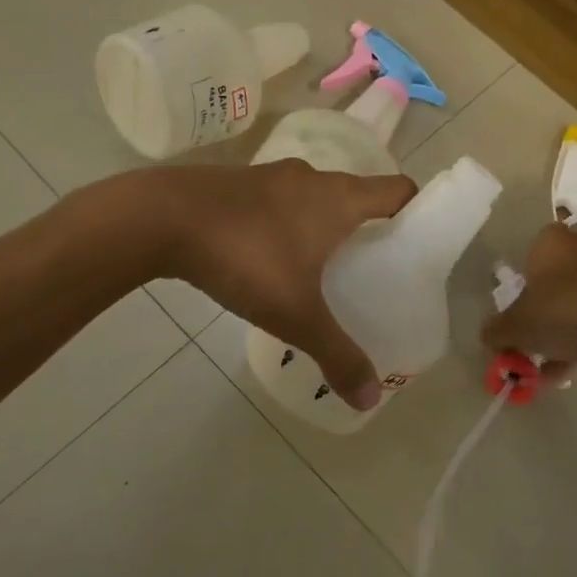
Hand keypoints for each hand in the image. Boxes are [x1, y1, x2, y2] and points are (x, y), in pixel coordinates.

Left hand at [158, 160, 417, 410]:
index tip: (417, 243)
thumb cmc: (245, 257)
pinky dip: (285, 224)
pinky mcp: (236, 183)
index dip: (416, 211)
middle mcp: (311, 178)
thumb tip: (371, 399)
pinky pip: (277, 202)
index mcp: (339, 198)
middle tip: (369, 270)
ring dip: (322, 225)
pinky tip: (267, 260)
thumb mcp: (296, 314)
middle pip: (357, 195)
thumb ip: (337, 355)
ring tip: (320, 269)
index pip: (397, 190)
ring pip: (313, 198)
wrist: (160, 218)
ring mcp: (270, 176)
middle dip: (367, 228)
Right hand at [481, 223, 576, 375]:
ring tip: (560, 363)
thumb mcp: (515, 326)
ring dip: (571, 325)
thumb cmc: (559, 310)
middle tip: (540, 342)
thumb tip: (489, 335)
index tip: (522, 316)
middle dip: (549, 311)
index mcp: (551, 239)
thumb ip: (496, 331)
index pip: (531, 255)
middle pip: (559, 278)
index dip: (524, 288)